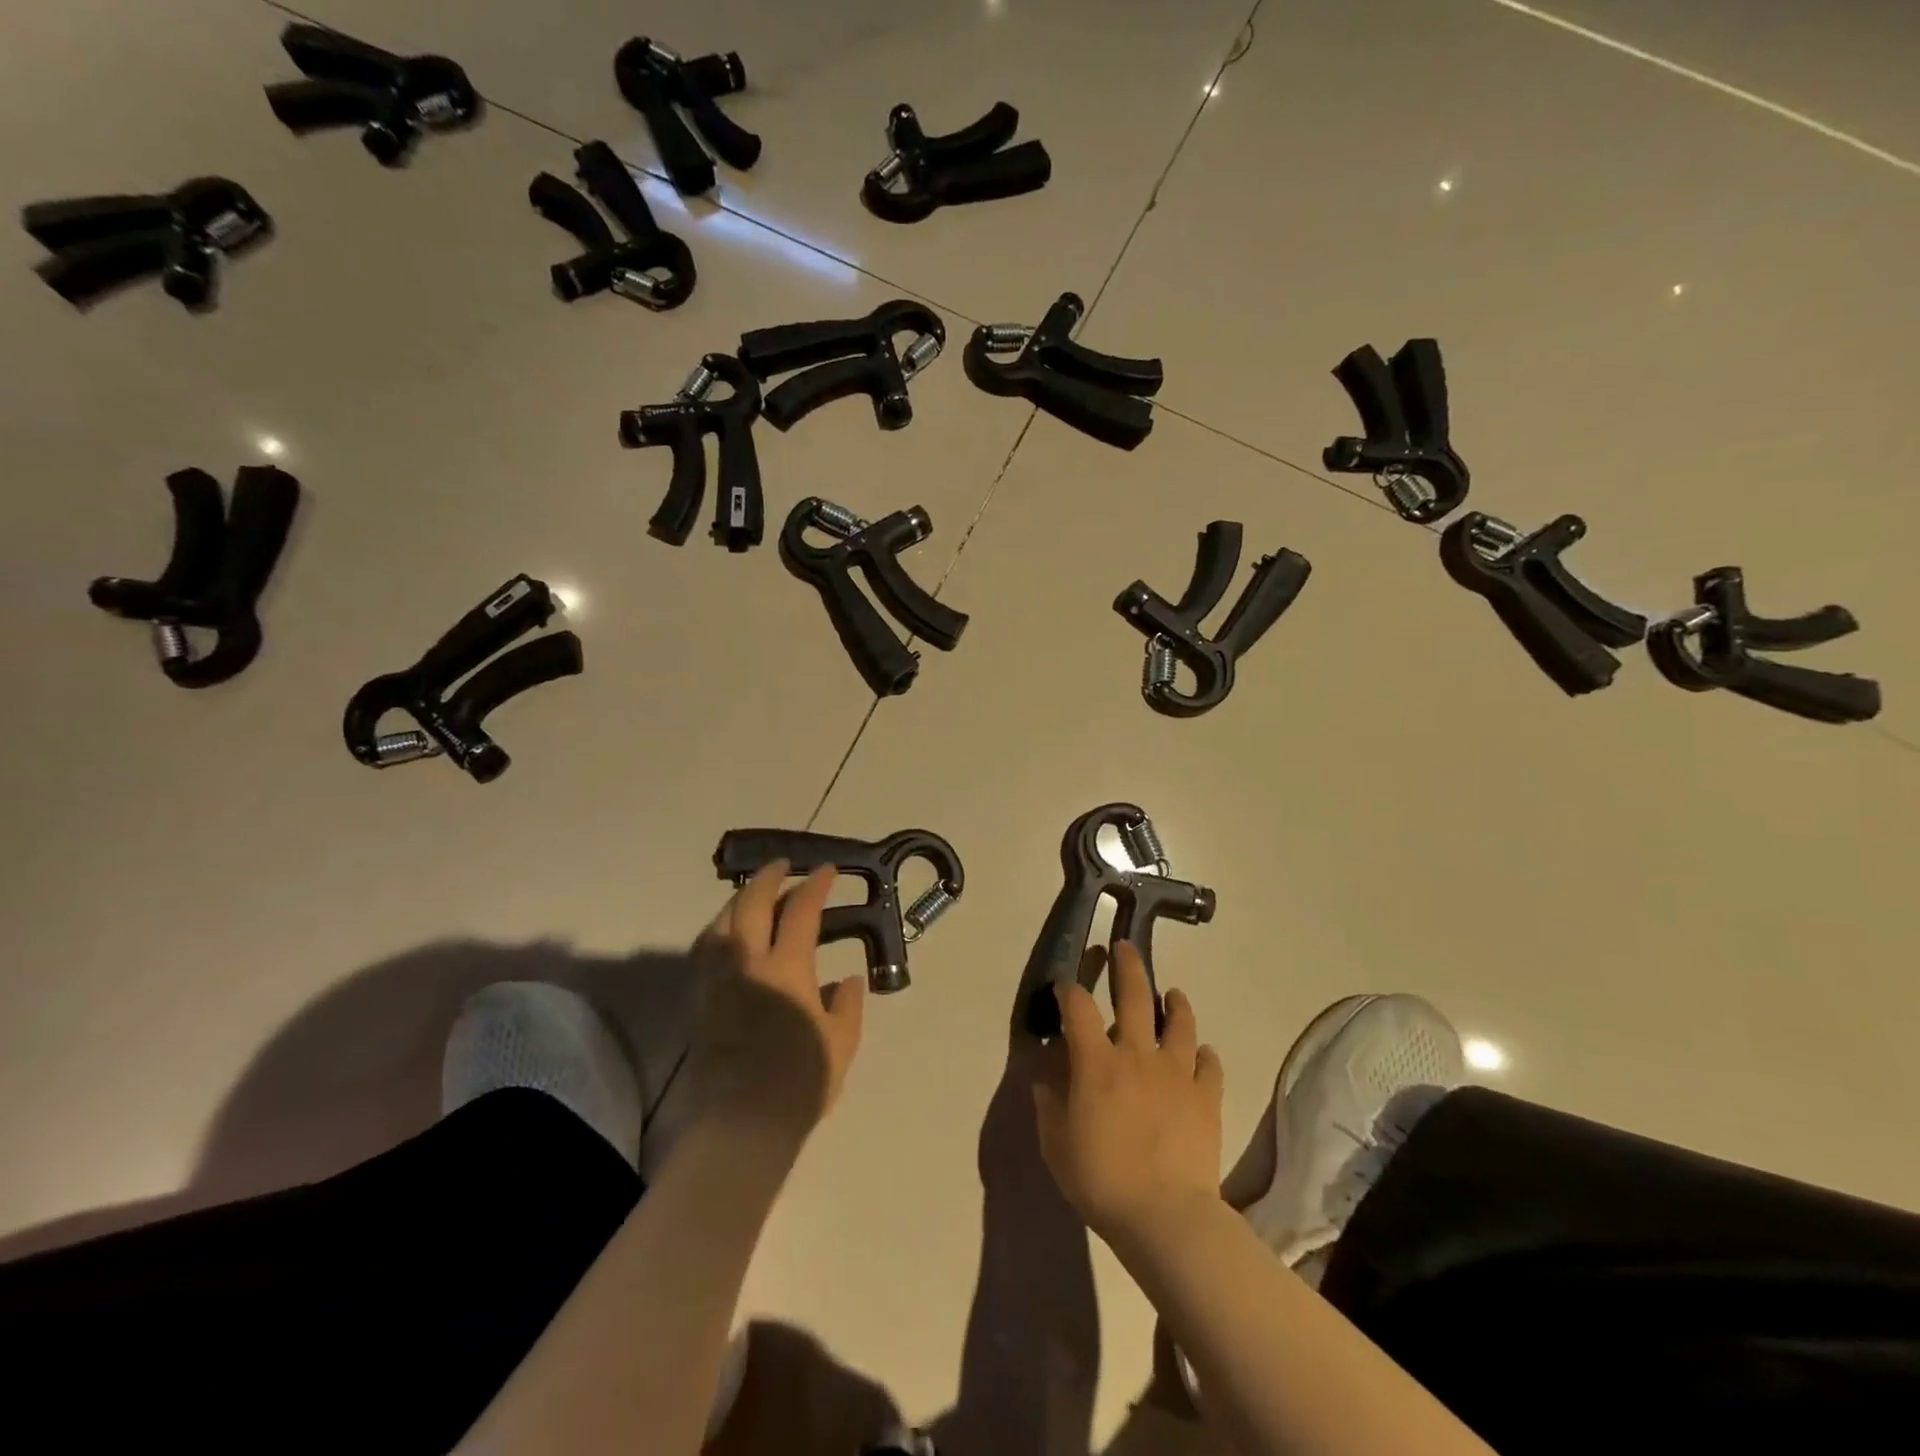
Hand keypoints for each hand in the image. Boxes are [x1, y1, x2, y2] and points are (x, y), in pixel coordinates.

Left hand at [689, 860, 865, 1131]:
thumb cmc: (801, 1082)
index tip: (828, 871)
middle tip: (786, 865)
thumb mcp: (842, 1042)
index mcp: (787, 968)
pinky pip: (705, 950)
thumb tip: (845, 979)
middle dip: (770, 877)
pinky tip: (728, 935)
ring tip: (755, 894)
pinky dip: (719, 929)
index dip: (816, 885)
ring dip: (740, 899)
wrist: (743, 1125)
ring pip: (721, 922)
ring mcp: (718, 980)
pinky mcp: (700, 1001)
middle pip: (751, 904)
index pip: (801, 911)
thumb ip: (847, 1003)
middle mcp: (747, 963)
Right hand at [1031, 942, 1224, 1247]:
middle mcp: (1137, 1054)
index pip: (1078, 1008)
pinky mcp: (1205, 1095)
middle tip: (1125, 947)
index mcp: (1096, 1062)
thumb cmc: (1101, 1179)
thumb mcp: (1056, 1144)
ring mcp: (1176, 1072)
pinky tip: (1201, 1053)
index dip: (1069, 991)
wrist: (1166, 1216)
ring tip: (1172, 993)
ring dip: (1175, 1003)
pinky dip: (1204, 1054)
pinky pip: (1209, 1064)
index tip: (1065, 987)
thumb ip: (1049, 1104)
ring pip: (1180, 1022)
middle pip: (1134, 995)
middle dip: (1127, 965)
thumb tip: (1045, 1077)